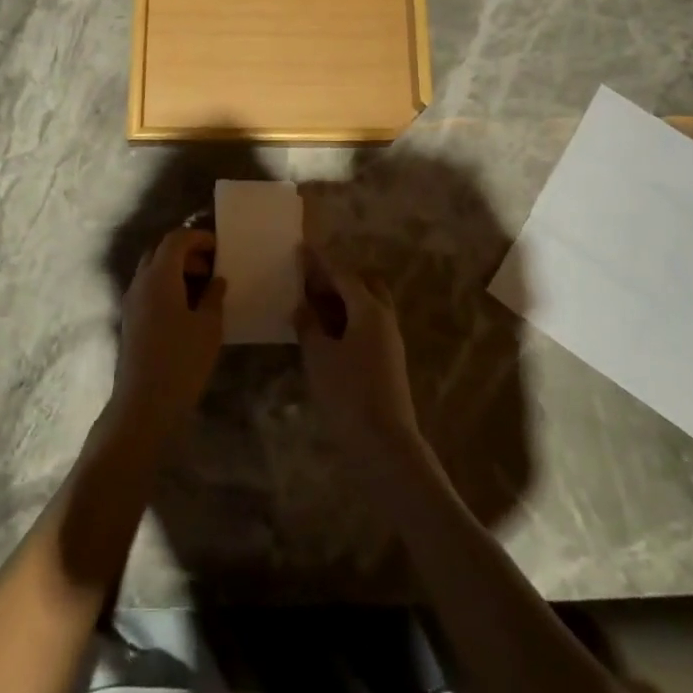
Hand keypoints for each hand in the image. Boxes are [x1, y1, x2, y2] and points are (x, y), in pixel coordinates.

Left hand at [110, 228, 225, 439]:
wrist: (143, 405)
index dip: (198, 237)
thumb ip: (214, 297)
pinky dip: (166, 287)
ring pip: (152, 271)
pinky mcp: (129, 321)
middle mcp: (140, 282)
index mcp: (159, 276)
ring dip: (175, 270)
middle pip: (160, 251)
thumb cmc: (181, 361)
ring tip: (202, 288)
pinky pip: (148, 289)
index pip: (176, 239)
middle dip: (186, 252)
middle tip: (211, 266)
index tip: (219, 247)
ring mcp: (131, 302)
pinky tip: (185, 308)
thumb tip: (216, 280)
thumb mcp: (208, 327)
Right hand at [294, 244, 427, 475]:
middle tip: (310, 282)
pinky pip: (367, 326)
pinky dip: (348, 320)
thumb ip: (308, 325)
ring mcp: (389, 341)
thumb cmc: (348, 394)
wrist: (385, 445)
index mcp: (369, 309)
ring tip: (312, 306)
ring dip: (343, 300)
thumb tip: (302, 306)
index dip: (320, 260)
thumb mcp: (318, 356)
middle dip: (337, 278)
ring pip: (367, 306)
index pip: (342, 273)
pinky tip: (326, 334)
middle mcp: (384, 318)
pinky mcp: (388, 361)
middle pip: (363, 284)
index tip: (302, 247)